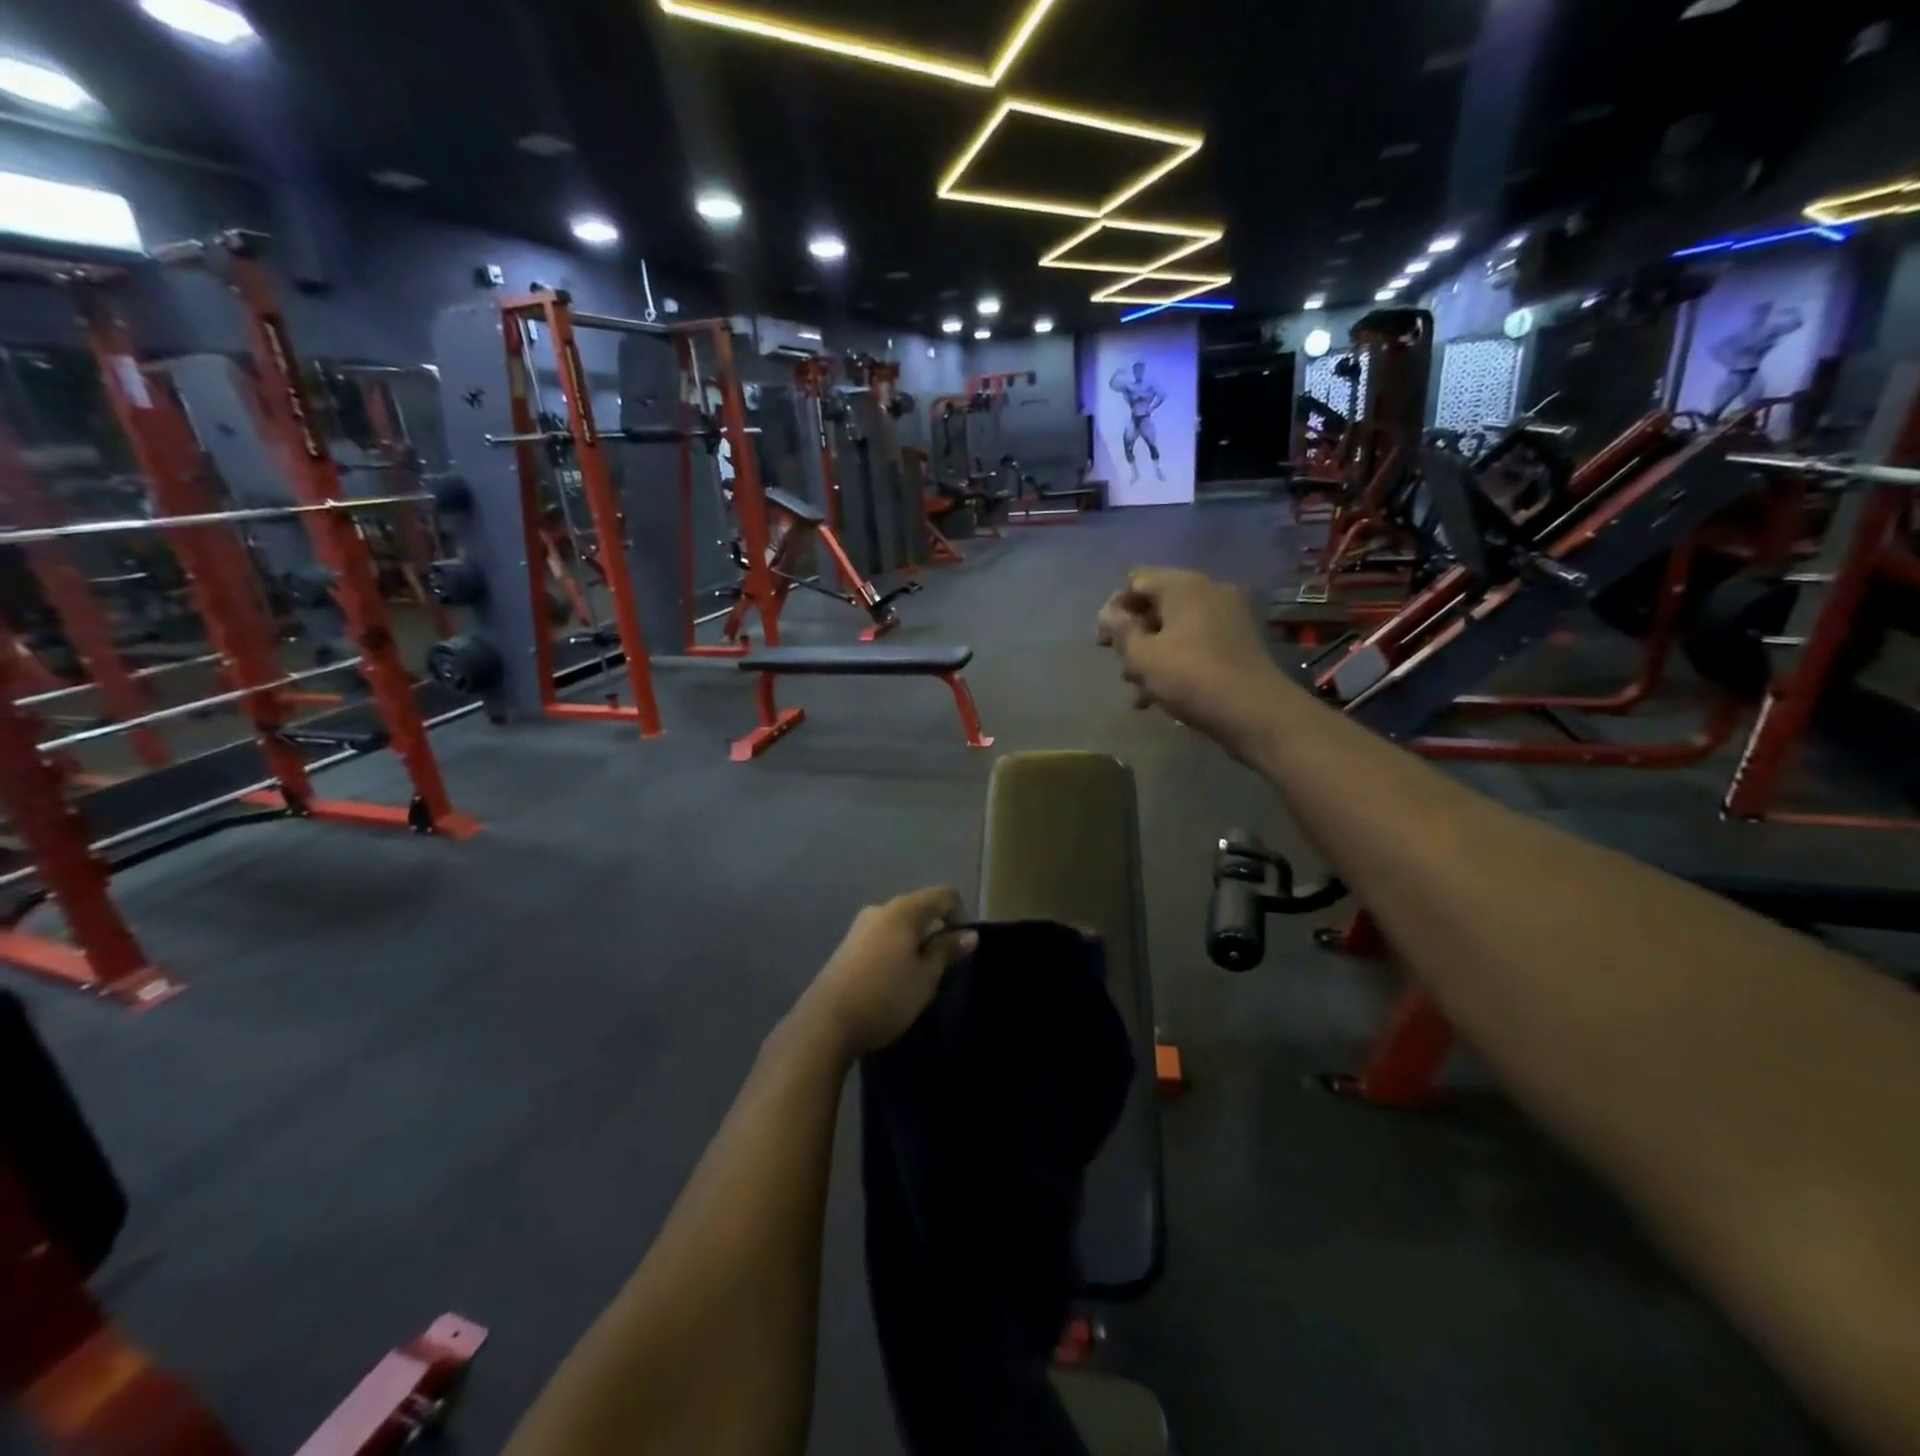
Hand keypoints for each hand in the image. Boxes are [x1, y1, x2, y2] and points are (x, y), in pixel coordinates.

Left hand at [798, 887, 978, 1057]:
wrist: (825, 1023)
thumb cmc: (885, 996)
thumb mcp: (925, 978)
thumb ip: (947, 951)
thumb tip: (969, 934)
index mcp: (903, 910)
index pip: (944, 895)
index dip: (961, 916)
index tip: (962, 948)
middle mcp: (880, 909)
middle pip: (920, 908)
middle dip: (937, 931)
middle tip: (944, 967)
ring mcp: (860, 927)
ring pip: (900, 925)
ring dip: (916, 943)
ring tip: (919, 978)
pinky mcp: (847, 946)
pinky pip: (883, 938)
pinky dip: (897, 951)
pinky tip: (894, 981)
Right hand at [1096, 566, 1292, 755]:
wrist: (1255, 712)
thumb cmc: (1190, 677)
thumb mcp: (1142, 655)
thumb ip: (1120, 630)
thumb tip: (1108, 613)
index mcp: (1184, 586)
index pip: (1137, 581)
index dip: (1114, 608)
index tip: (1103, 642)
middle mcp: (1209, 592)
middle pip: (1157, 605)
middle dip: (1133, 635)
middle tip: (1121, 666)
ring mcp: (1227, 617)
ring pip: (1175, 628)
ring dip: (1152, 654)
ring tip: (1138, 689)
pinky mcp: (1237, 644)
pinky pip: (1195, 643)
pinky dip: (1175, 662)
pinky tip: (1160, 695)